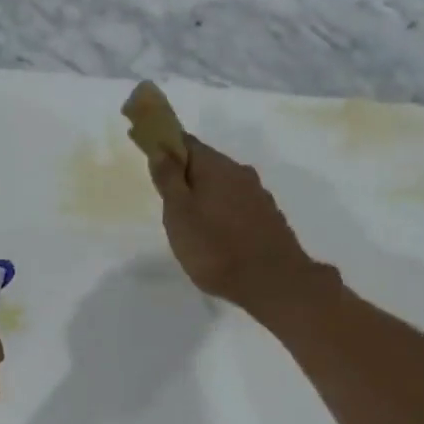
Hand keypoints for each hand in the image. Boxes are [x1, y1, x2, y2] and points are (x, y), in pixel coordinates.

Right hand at [147, 137, 321, 314]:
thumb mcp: (179, 215)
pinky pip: (238, 205)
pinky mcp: (269, 218)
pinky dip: (223, 213)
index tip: (151, 156)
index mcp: (215, 167)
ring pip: (224, 186)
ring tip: (191, 224)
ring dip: (206, 196)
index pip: (185, 142)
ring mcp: (258, 195)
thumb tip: (160, 150)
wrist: (273, 281)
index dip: (166, 145)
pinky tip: (217, 235)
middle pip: (206, 164)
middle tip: (168, 202)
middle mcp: (240, 173)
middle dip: (186, 176)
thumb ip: (169, 181)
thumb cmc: (215, 248)